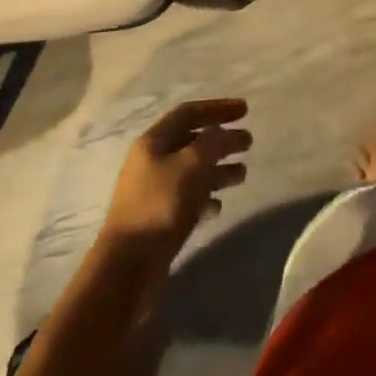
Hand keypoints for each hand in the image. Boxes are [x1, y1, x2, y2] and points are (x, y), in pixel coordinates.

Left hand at [102, 99, 250, 260]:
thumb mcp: (191, 165)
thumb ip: (212, 142)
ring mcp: (153, 192)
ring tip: (242, 174)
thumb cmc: (160, 205)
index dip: (218, 107)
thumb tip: (221, 132)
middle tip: (248, 142)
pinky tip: (219, 205)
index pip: (189, 112)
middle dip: (222, 139)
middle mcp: (152, 162)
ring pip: (192, 171)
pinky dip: (205, 197)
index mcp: (154, 141)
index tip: (246, 110)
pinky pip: (187, 199)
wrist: (126, 268)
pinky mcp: (158, 220)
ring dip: (218, 169)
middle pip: (193, 141)